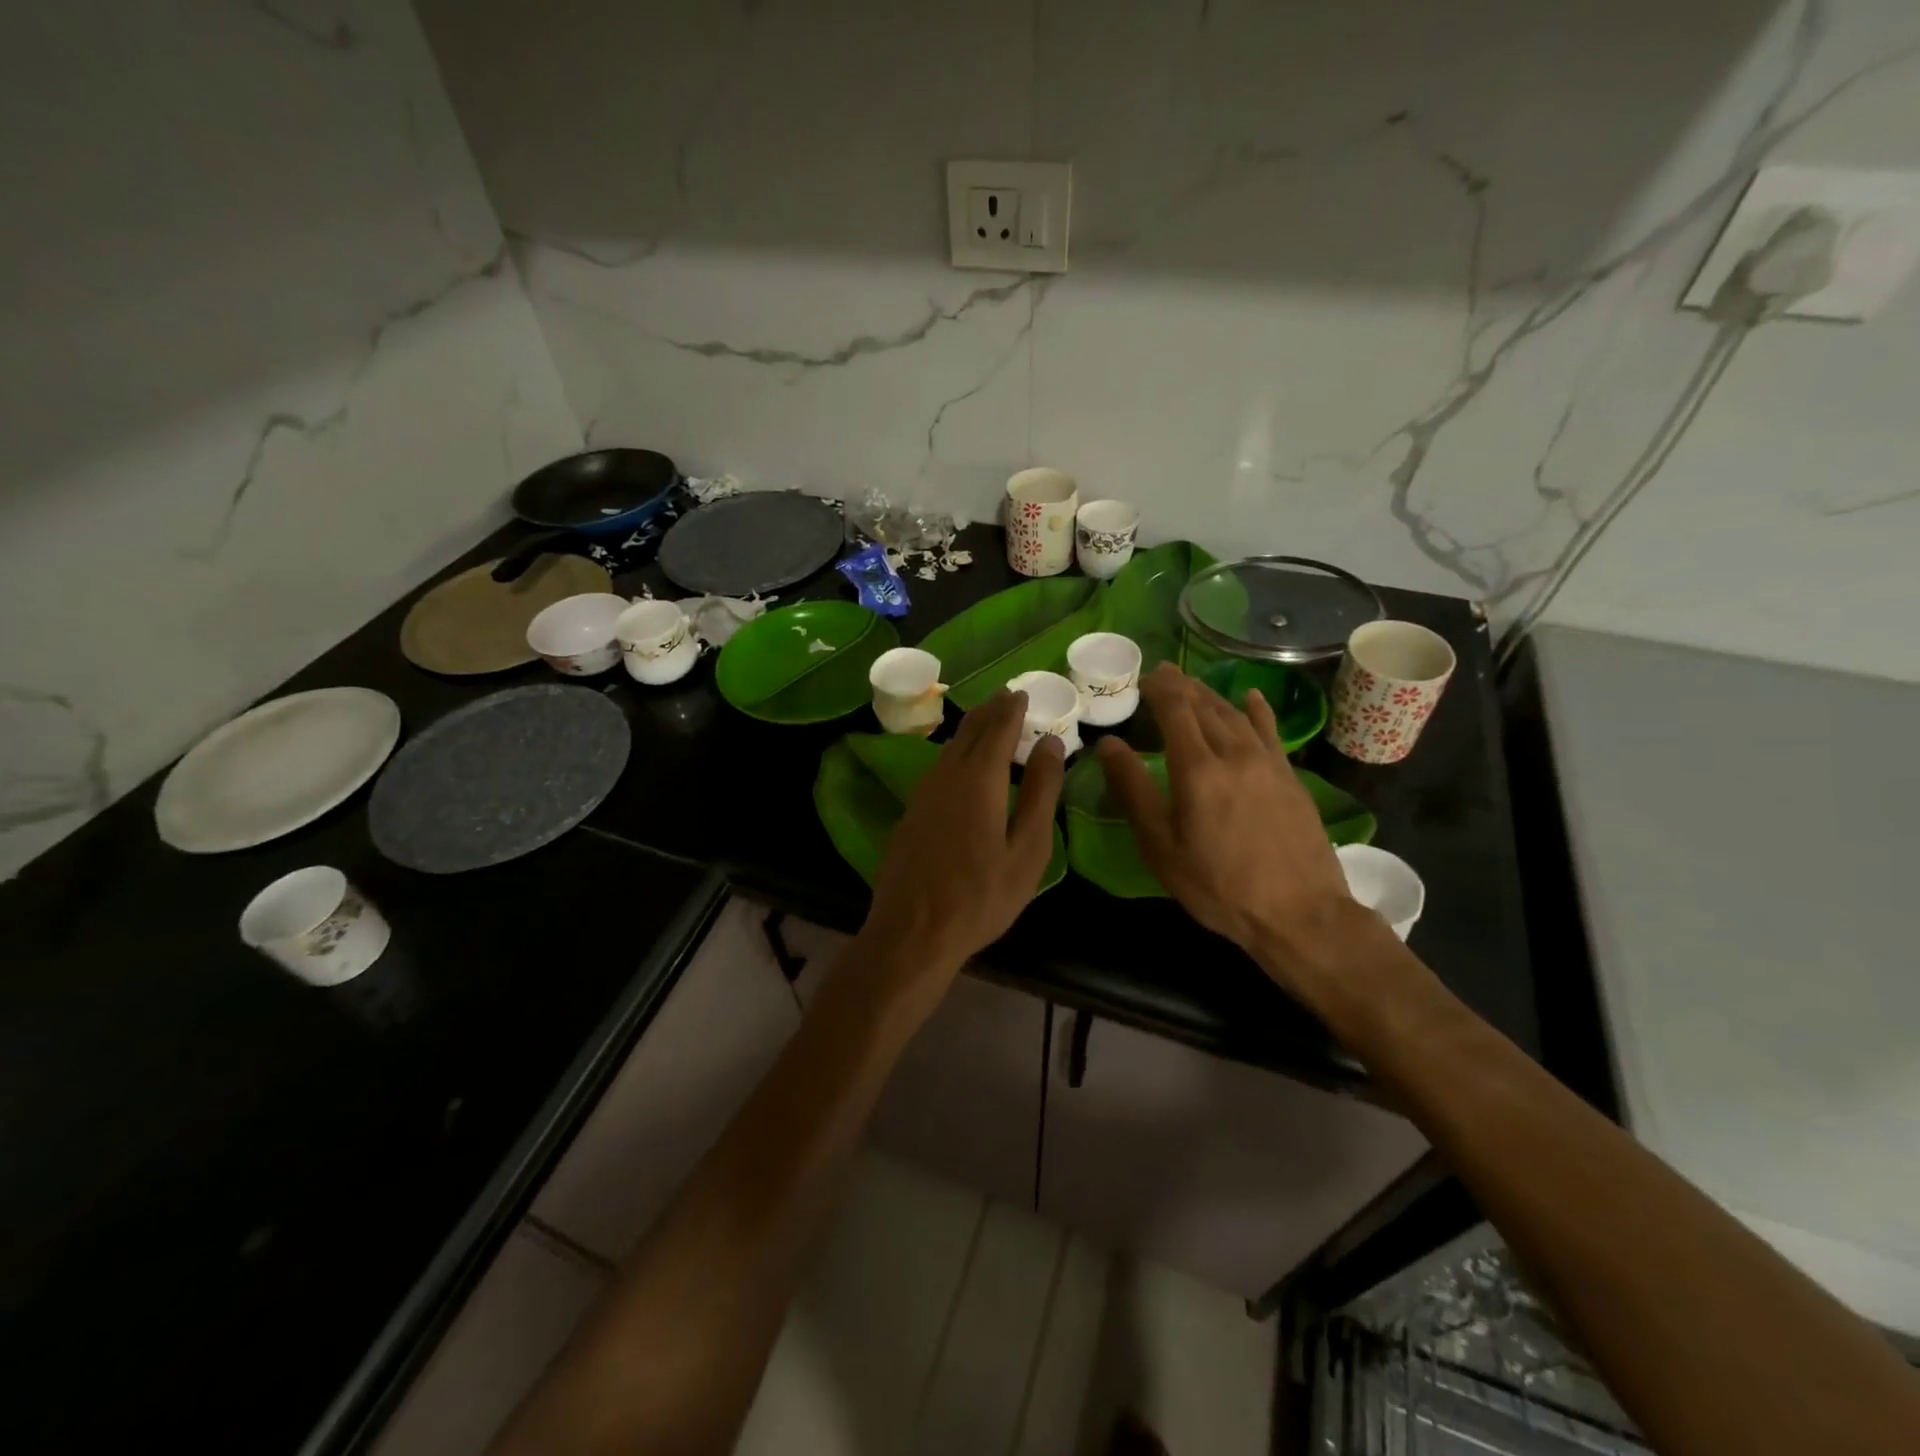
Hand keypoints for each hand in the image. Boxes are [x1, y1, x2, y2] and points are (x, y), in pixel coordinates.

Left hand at [860, 690, 1065, 988]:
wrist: (913, 932)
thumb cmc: (982, 896)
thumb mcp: (1027, 850)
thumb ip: (1041, 793)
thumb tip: (1051, 744)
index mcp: (979, 779)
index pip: (998, 728)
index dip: (1012, 709)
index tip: (1023, 693)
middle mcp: (947, 775)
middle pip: (970, 731)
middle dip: (990, 710)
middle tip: (1007, 696)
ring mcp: (923, 793)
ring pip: (950, 747)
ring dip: (972, 729)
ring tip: (988, 720)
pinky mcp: (911, 812)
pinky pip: (938, 767)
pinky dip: (957, 752)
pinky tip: (962, 763)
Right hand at [1096, 664, 1366, 997]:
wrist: (1300, 913)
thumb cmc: (1218, 885)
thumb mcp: (1161, 846)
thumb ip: (1133, 790)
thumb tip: (1108, 745)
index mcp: (1197, 769)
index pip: (1175, 709)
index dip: (1158, 687)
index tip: (1142, 677)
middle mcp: (1233, 753)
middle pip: (1205, 705)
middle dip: (1181, 685)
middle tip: (1162, 673)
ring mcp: (1267, 763)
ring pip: (1234, 714)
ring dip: (1210, 695)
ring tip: (1193, 685)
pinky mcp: (1290, 777)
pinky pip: (1269, 731)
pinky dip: (1256, 711)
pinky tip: (1250, 698)